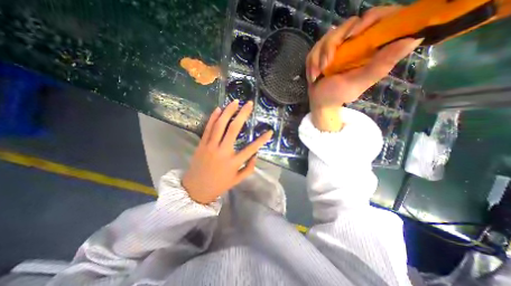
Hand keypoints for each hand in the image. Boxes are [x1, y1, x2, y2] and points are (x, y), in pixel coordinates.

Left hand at [181, 99, 272, 203]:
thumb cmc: (219, 185)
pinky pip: (208, 128)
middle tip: (249, 104)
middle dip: (242, 114)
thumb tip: (256, 155)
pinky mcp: (202, 144)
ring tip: (235, 102)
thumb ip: (249, 168)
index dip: (262, 140)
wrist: (195, 189)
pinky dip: (213, 117)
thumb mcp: (237, 180)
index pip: (251, 149)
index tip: (270, 131)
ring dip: (228, 112)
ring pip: (220, 125)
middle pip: (233, 129)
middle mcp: (223, 151)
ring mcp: (210, 146)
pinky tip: (218, 109)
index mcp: (233, 162)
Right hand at [305, 7, 420, 130]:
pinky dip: (312, 61)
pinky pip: (316, 46)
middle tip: (327, 63)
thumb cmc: (338, 95)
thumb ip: (380, 66)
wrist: (320, 102)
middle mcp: (357, 43)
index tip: (354, 36)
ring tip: (318, 73)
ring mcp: (339, 47)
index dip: (371, 19)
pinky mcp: (324, 51)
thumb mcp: (358, 83)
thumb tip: (414, 39)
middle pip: (350, 24)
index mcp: (371, 49)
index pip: (381, 18)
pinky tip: (313, 74)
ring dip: (319, 56)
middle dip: (333, 44)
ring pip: (329, 35)